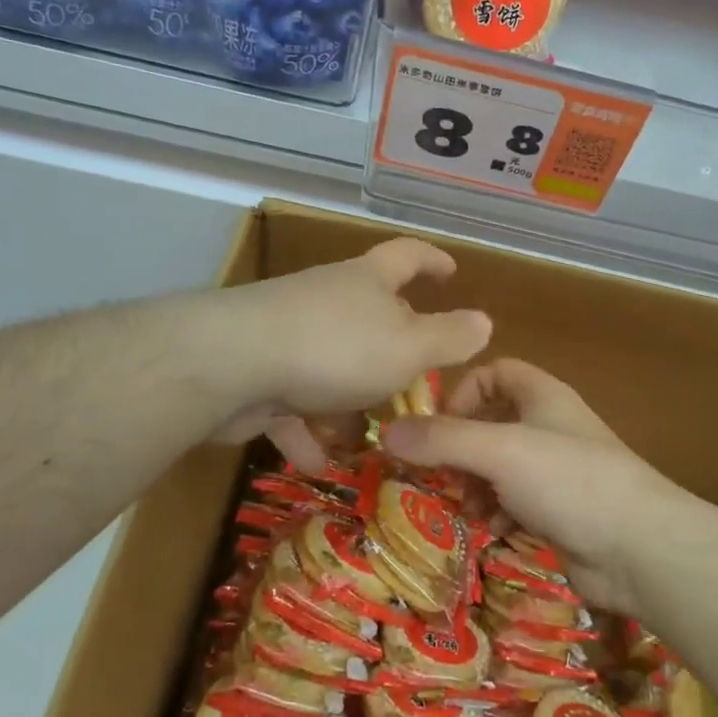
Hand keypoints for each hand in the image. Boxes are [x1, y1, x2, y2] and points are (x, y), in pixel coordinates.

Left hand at [210, 238, 491, 470]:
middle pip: (367, 315)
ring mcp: (288, 333)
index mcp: (367, 282)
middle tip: (413, 381)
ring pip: (329, 364)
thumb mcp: (409, 346)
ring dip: (346, 400)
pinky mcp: (257, 370)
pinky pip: (290, 401)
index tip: (451, 271)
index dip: (433, 260)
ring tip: (365, 438)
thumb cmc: (337, 347)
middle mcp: (328, 299)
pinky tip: (314, 461)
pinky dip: (304, 428)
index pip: (407, 255)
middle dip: (391, 349)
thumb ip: (450, 338)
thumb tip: (484, 322)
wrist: (233, 364)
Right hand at [381, 359, 684, 613]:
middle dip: (460, 448)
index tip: (438, 425)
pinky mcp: (560, 512)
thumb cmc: (569, 480)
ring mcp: (556, 471)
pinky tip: (492, 528)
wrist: (640, 548)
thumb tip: (386, 432)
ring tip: (464, 506)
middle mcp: (549, 426)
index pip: (495, 372)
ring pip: (499, 466)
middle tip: (437, 475)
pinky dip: (497, 511)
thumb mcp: (499, 451)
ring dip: (474, 484)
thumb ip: (442, 439)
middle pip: (491, 423)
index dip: (463, 391)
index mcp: (542, 396)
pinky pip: (515, 501)